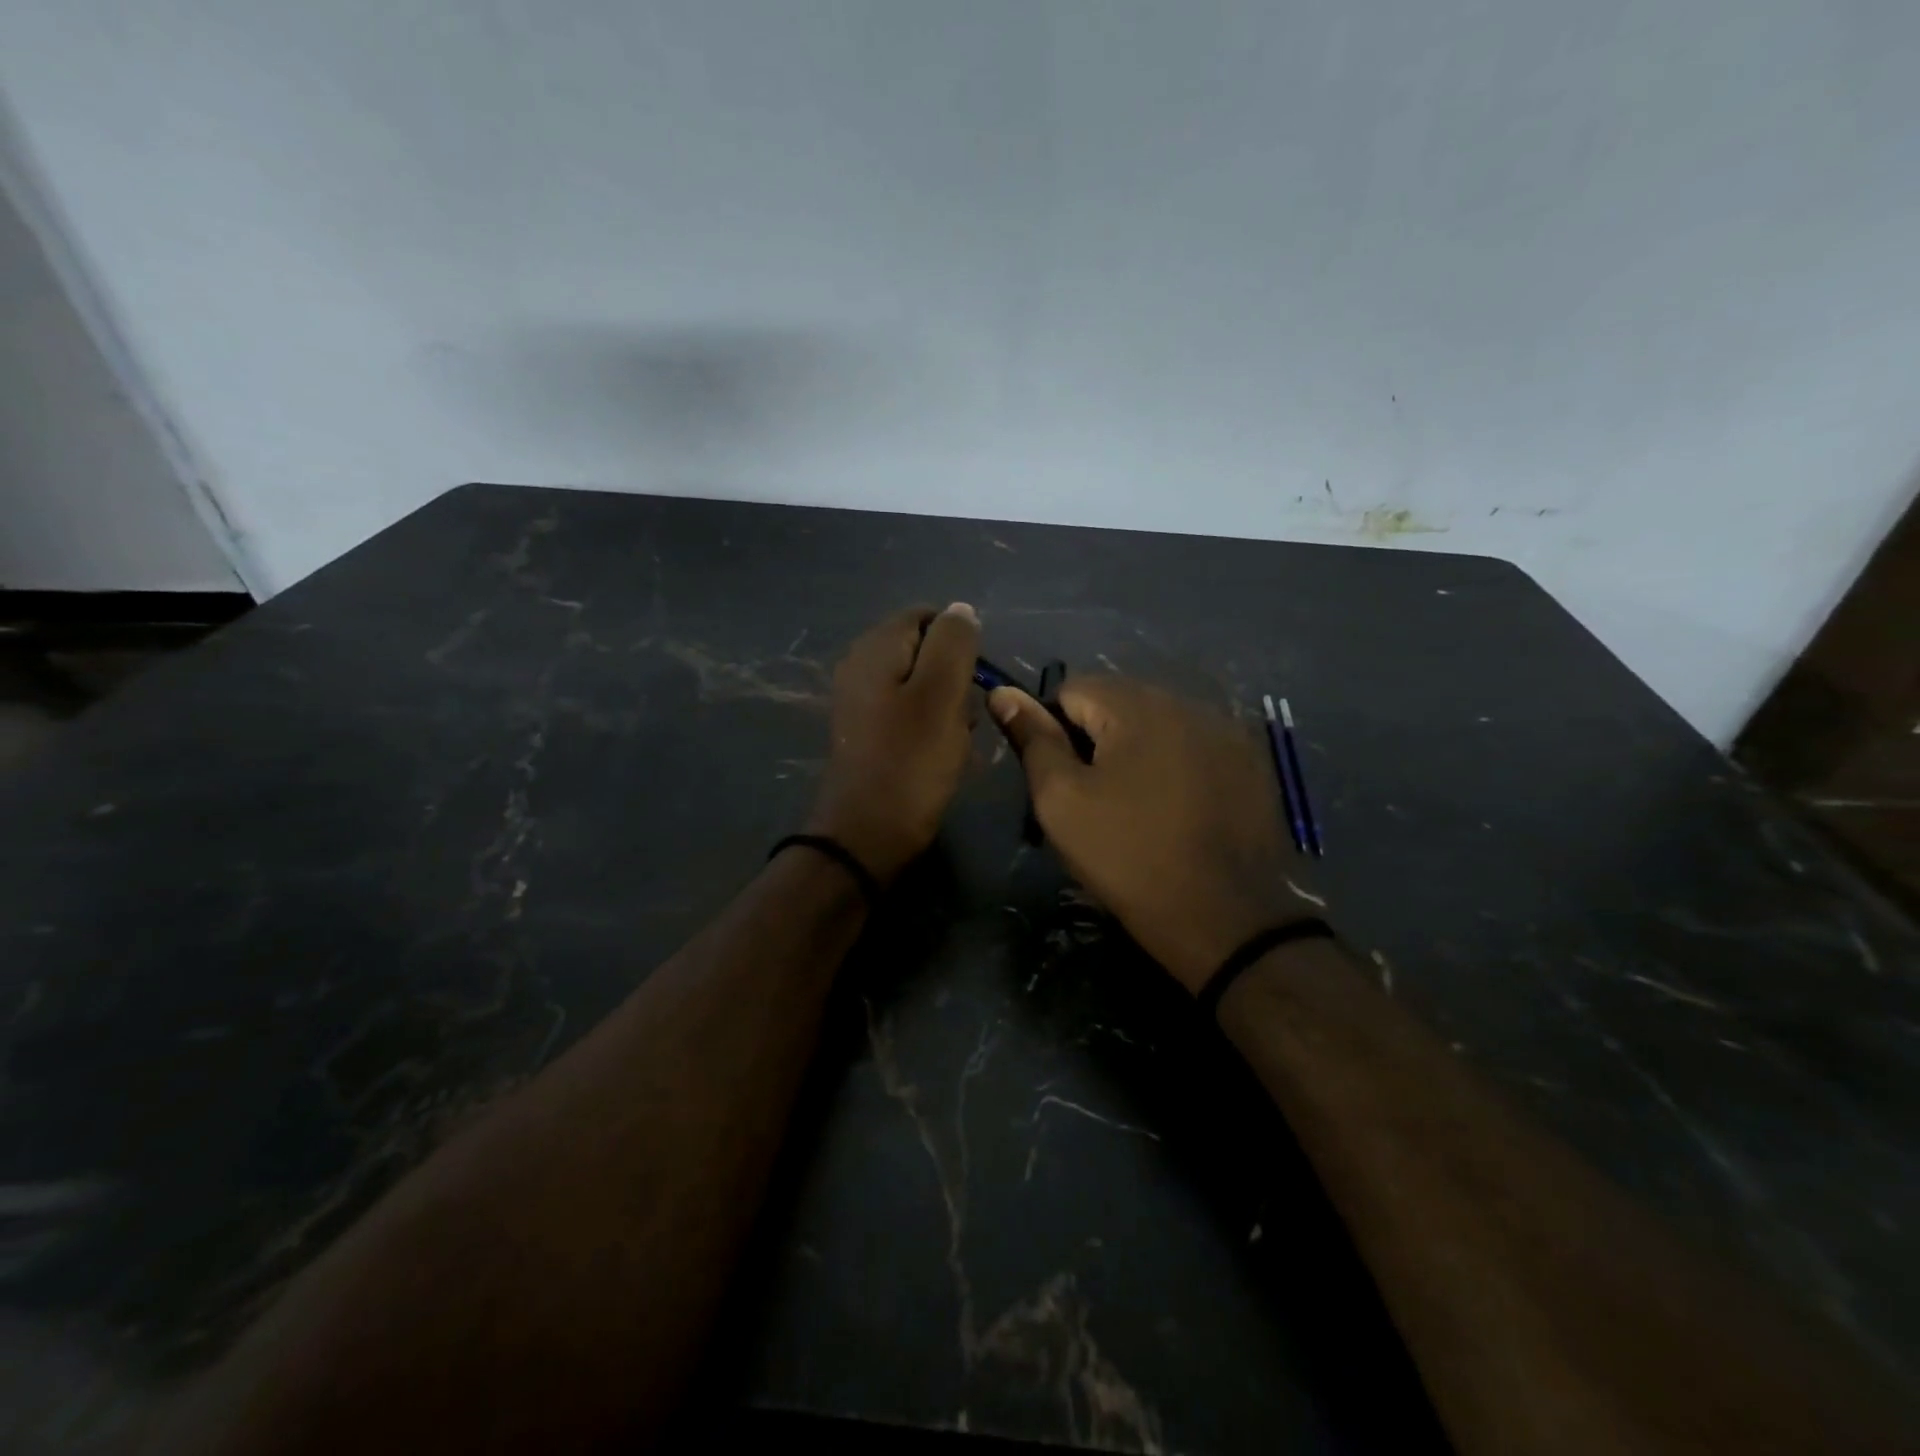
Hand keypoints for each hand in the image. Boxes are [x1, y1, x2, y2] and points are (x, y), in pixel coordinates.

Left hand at [806, 604, 980, 882]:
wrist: (867, 834)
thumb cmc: (911, 762)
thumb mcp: (942, 694)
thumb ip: (953, 643)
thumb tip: (960, 610)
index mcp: (875, 648)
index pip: (927, 616)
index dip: (959, 642)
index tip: (975, 680)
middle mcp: (860, 666)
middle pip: (923, 651)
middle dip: (954, 679)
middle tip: (964, 714)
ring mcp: (860, 701)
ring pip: (920, 686)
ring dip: (946, 707)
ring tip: (955, 740)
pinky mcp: (866, 732)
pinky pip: (908, 714)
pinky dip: (929, 728)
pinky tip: (939, 754)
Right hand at [989, 676, 1321, 992]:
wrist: (1223, 918)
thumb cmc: (1127, 856)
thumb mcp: (1061, 801)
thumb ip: (1033, 739)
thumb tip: (1003, 692)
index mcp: (1137, 705)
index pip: (1073, 688)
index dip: (1054, 730)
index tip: (1063, 780)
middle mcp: (1187, 701)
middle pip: (1119, 702)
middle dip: (1098, 738)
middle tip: (1097, 796)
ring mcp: (1226, 730)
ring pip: (1158, 722)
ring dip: (1138, 749)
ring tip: (1138, 804)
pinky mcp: (1252, 761)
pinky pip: (1195, 744)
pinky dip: (1177, 764)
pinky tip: (1178, 808)